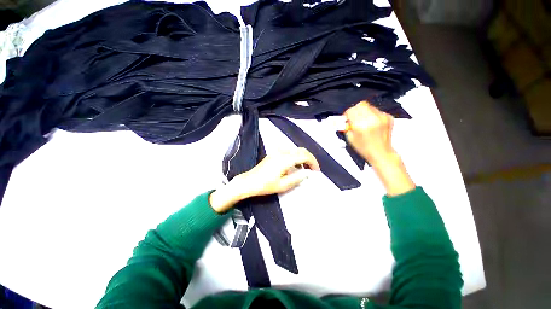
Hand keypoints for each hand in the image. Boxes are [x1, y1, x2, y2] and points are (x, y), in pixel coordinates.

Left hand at [209, 147, 319, 212]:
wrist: (249, 182)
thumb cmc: (265, 185)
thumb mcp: (283, 185)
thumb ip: (297, 178)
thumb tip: (307, 173)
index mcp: (284, 159)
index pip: (304, 156)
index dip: (312, 162)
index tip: (316, 170)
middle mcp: (281, 152)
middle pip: (300, 150)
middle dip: (309, 158)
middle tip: (312, 168)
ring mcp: (276, 152)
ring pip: (294, 150)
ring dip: (302, 157)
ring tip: (304, 168)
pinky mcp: (273, 154)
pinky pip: (288, 151)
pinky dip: (295, 156)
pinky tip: (294, 165)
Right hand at [344, 101, 395, 165]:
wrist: (381, 153)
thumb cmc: (365, 148)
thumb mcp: (350, 138)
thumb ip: (346, 127)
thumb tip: (343, 119)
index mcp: (361, 125)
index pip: (351, 111)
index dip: (346, 114)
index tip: (346, 118)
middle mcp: (372, 119)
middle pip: (360, 106)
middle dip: (355, 111)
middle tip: (353, 118)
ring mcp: (381, 117)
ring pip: (368, 107)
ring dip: (363, 112)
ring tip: (362, 122)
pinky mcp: (388, 117)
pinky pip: (376, 111)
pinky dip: (372, 115)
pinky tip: (371, 123)